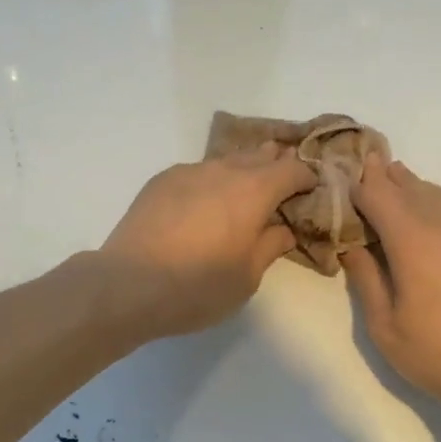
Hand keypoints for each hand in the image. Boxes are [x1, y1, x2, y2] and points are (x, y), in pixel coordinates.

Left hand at [98, 144, 317, 338]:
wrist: (127, 285)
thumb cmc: (198, 286)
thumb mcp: (247, 277)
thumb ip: (271, 246)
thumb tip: (283, 228)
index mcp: (254, 191)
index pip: (293, 170)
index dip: (308, 178)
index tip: (312, 192)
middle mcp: (223, 171)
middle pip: (260, 155)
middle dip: (277, 167)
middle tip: (284, 189)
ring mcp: (188, 172)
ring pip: (227, 161)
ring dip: (243, 172)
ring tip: (244, 196)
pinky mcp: (161, 181)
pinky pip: (198, 173)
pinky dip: (211, 183)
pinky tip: (204, 206)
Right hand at [343, 156, 440, 421]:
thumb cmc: (438, 353)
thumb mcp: (385, 326)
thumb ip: (366, 280)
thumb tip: (354, 248)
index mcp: (412, 242)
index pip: (380, 197)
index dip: (362, 182)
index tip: (348, 169)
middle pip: (411, 190)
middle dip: (389, 177)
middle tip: (371, 162)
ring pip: (438, 201)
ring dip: (415, 188)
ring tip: (400, 178)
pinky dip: (438, 209)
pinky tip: (434, 217)